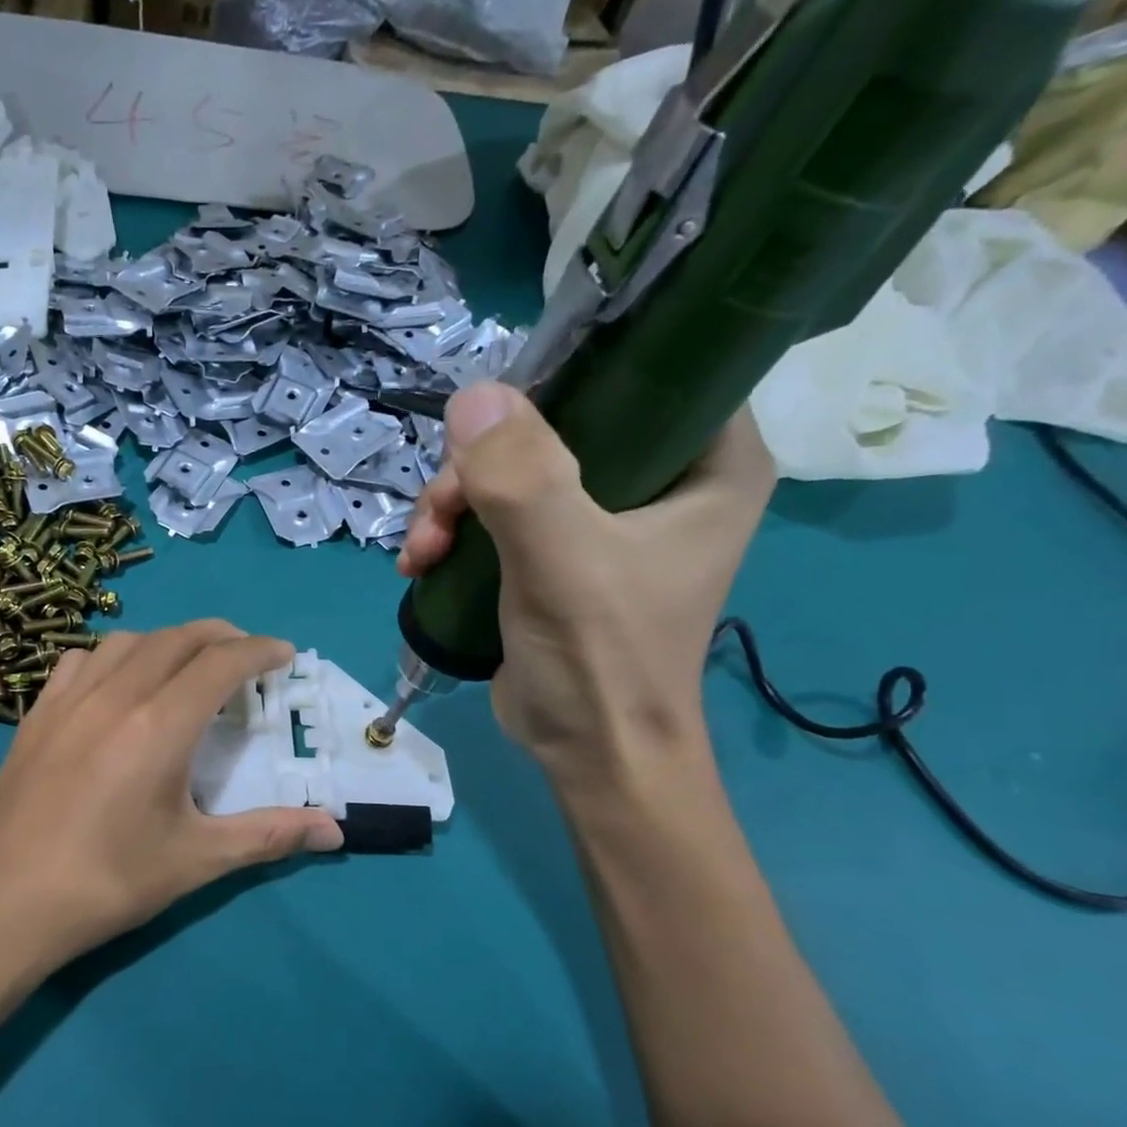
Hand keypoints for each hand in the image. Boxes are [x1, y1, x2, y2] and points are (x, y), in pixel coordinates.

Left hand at [0, 621, 344, 971]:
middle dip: (221, 636)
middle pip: (177, 639)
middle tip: (246, 655)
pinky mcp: (36, 715)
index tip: (284, 653)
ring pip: (127, 641)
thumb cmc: (108, 881)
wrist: (5, 902)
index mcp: (160, 725)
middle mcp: (115, 696)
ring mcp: (69, 700)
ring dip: (168, 641)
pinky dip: (113, 656)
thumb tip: (335, 832)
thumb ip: (269, 836)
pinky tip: (116, 683)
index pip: (221, 663)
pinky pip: (80, 661)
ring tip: (186, 663)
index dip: (259, 650)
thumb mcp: (197, 860)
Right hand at [398, 383, 772, 776]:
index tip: (497, 411)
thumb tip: (471, 395)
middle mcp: (659, 479)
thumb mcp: (563, 561)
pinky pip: (494, 512)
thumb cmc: (602, 658)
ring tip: (420, 552)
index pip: (646, 372)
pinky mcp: (554, 552)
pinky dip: (451, 531)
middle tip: (438, 512)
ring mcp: (601, 518)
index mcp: (707, 462)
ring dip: (451, 504)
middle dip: (479, 466)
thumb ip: (521, 478)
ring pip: (510, 470)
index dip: (568, 374)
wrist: (588, 753)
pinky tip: (419, 563)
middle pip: (553, 426)